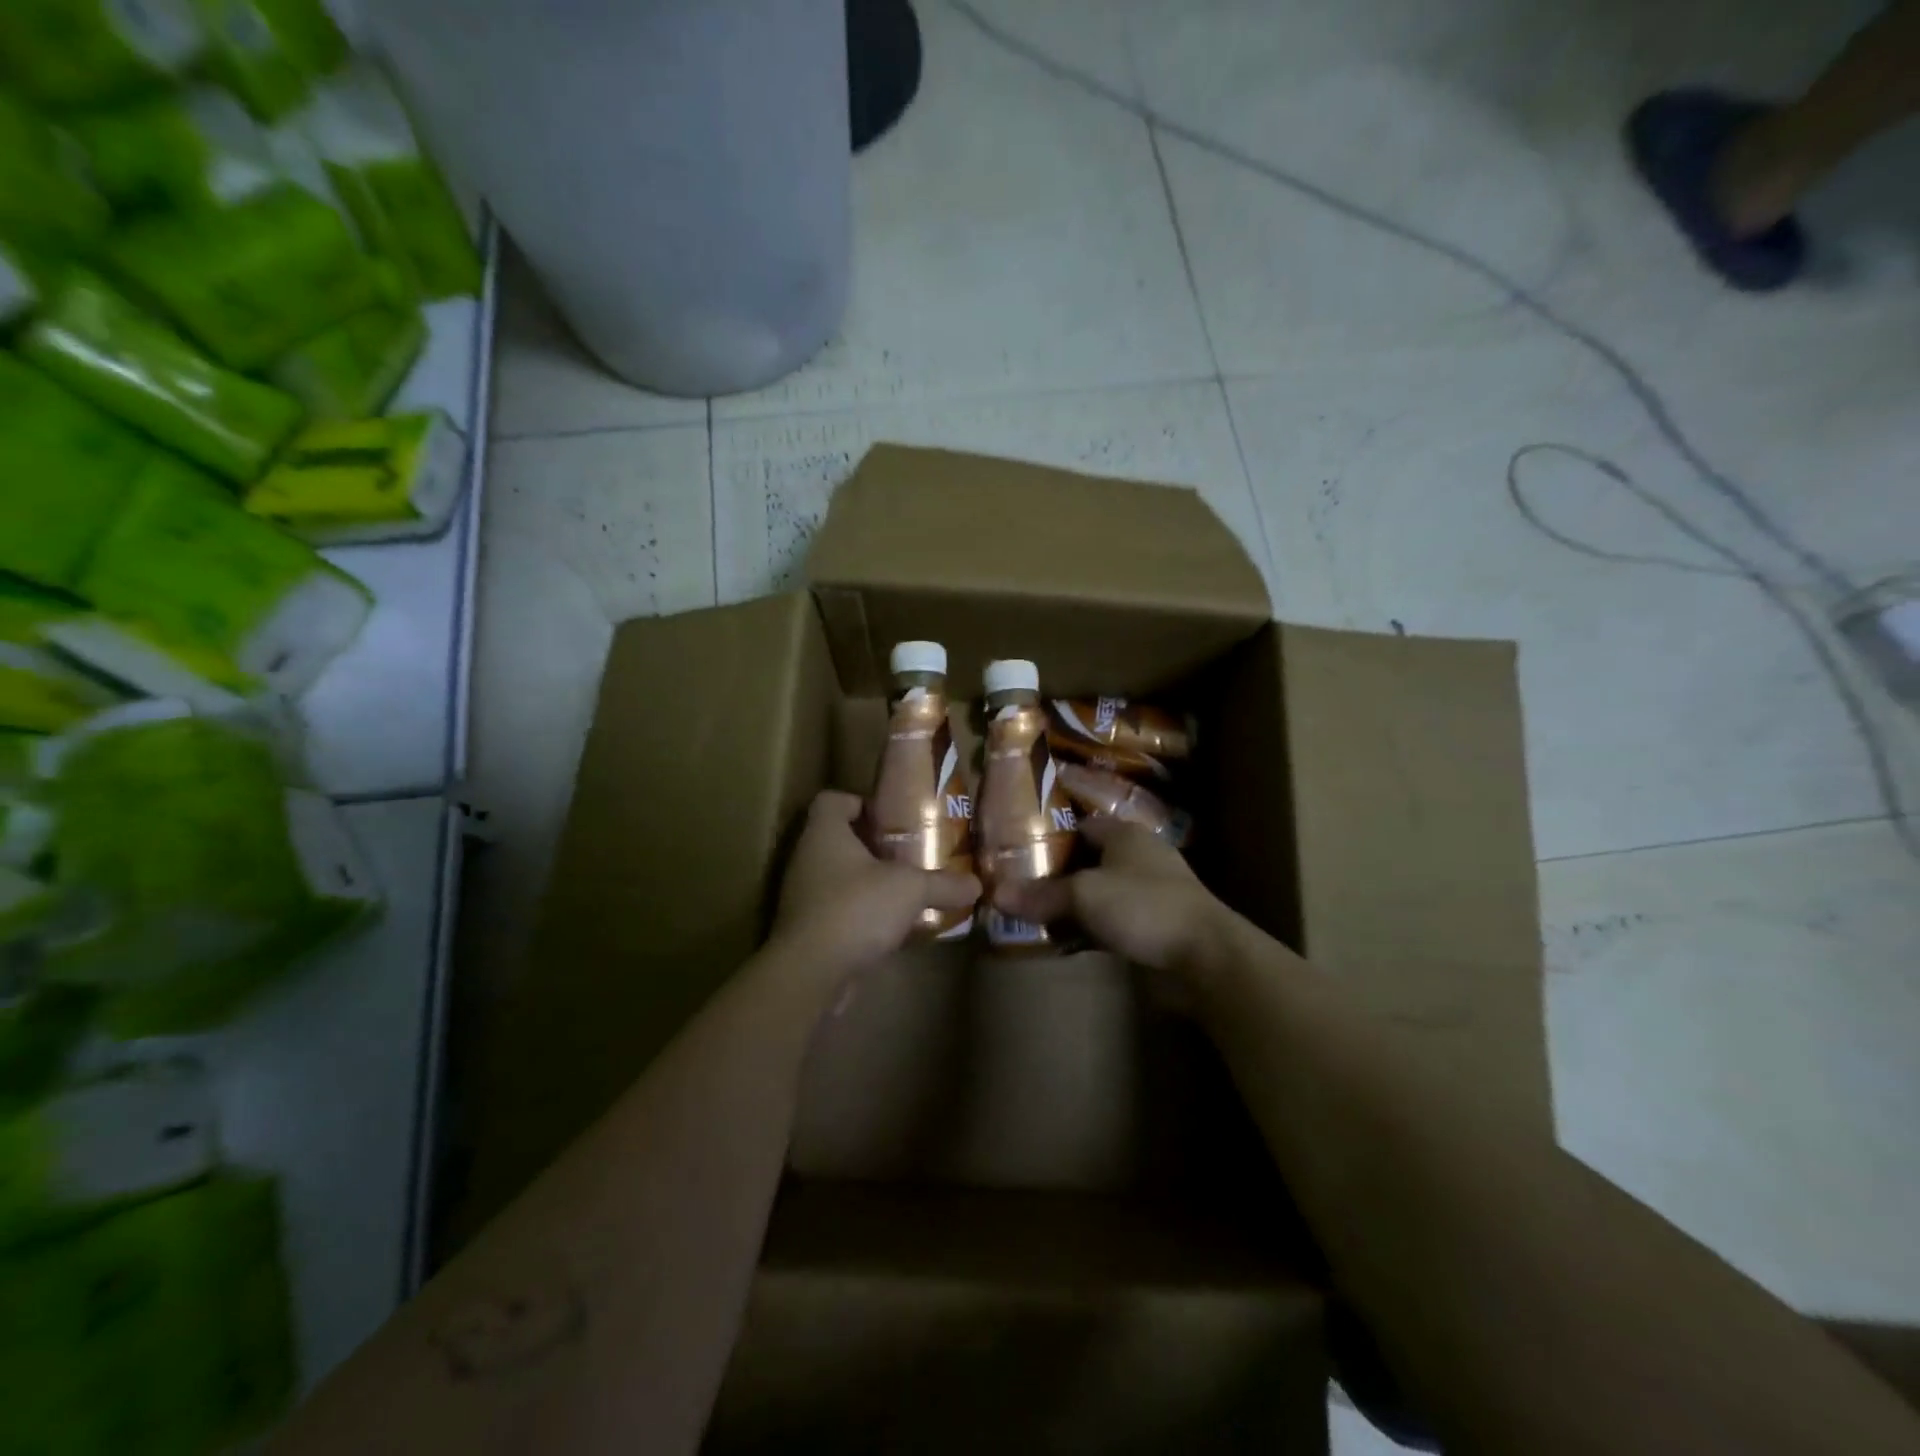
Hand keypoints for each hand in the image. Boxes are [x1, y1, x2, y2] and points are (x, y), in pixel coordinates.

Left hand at [770, 791, 981, 969]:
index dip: (859, 802)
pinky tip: (889, 925)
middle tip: (907, 853)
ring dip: (867, 881)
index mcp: (824, 833)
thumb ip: (943, 883)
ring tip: (903, 889)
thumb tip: (976, 884)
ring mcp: (803, 895)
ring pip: (837, 876)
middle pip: (837, 838)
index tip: (890, 818)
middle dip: (871, 844)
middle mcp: (808, 858)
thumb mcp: (910, 889)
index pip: (832, 800)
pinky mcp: (807, 928)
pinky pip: (836, 909)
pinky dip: (859, 912)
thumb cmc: (856, 908)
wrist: (811, 973)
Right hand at [992, 813, 1225, 975]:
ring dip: (1071, 905)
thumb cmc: (1143, 906)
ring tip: (1031, 915)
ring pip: (1097, 893)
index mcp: (1125, 834)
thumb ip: (1041, 895)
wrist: (1205, 957)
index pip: (1079, 825)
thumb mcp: (1084, 895)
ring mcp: (1148, 893)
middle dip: (1055, 874)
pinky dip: (1088, 929)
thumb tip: (994, 894)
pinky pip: (1109, 922)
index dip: (1048, 835)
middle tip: (1016, 886)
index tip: (1015, 852)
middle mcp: (1137, 857)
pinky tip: (1063, 941)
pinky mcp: (1152, 927)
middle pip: (1086, 860)